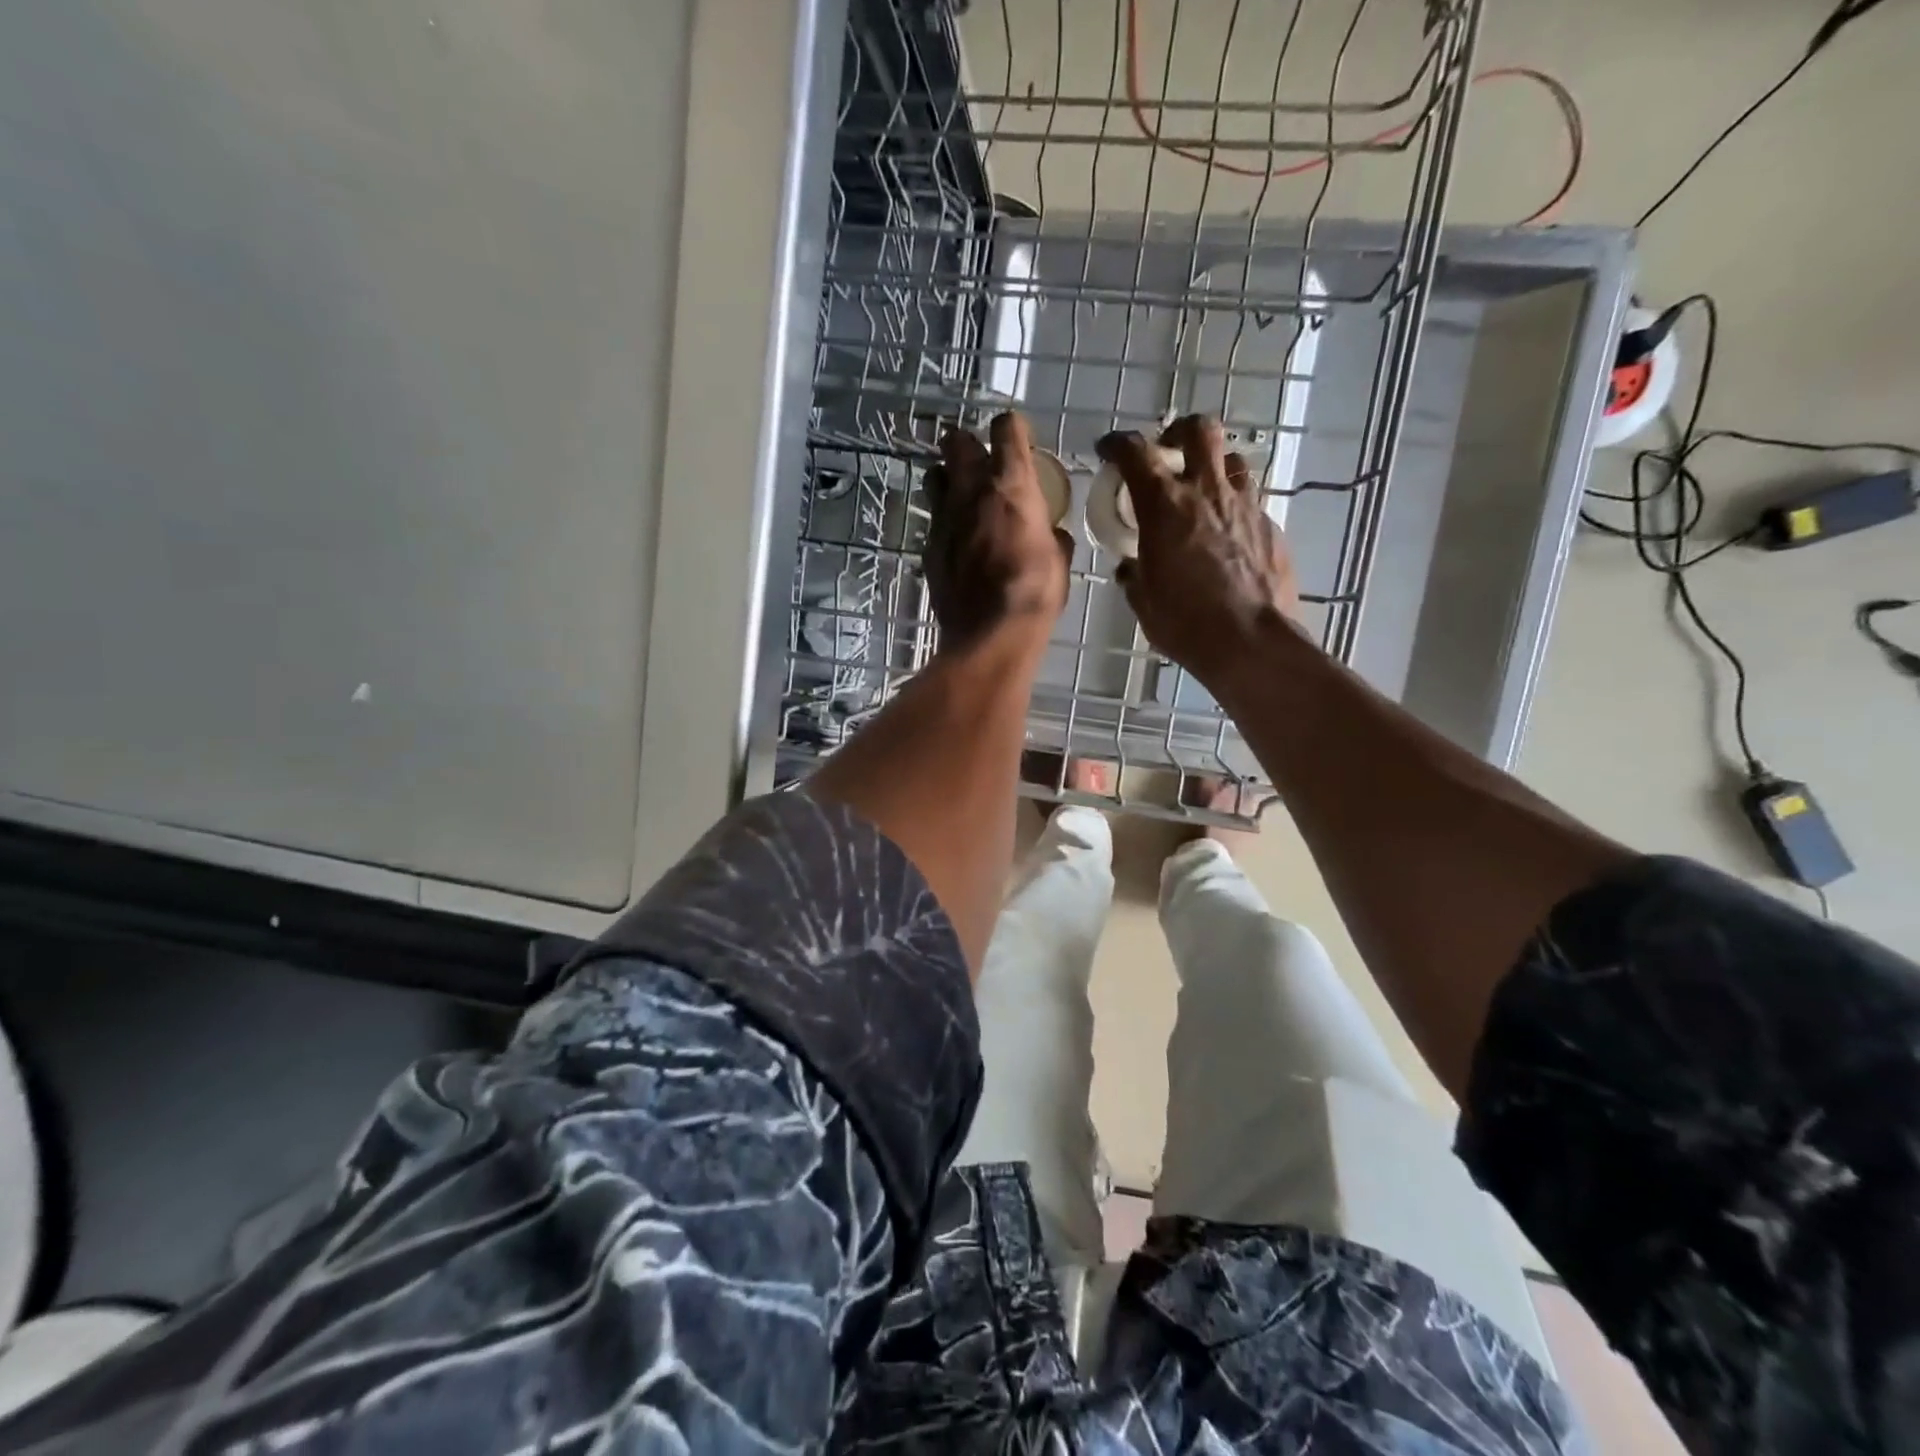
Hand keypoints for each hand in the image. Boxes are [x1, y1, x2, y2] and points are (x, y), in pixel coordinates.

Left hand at [924, 412, 1072, 646]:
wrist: (991, 634)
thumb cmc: (1035, 592)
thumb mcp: (1059, 560)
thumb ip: (1052, 535)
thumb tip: (1051, 534)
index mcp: (1012, 485)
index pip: (1006, 428)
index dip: (1011, 428)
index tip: (1017, 437)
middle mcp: (972, 491)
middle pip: (956, 441)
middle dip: (966, 444)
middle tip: (979, 460)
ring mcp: (944, 518)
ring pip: (935, 477)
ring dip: (948, 480)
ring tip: (962, 497)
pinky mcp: (929, 548)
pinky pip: (934, 522)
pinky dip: (945, 524)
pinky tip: (957, 542)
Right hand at [1096, 415, 1300, 687]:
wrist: (1251, 641)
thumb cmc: (1185, 623)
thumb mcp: (1144, 601)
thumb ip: (1133, 574)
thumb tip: (1130, 566)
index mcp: (1164, 506)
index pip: (1136, 453)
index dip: (1118, 444)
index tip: (1109, 450)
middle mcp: (1207, 492)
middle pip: (1200, 430)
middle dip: (1180, 432)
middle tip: (1168, 451)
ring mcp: (1245, 506)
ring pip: (1232, 461)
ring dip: (1213, 468)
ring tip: (1202, 492)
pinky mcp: (1271, 526)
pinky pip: (1250, 501)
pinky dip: (1233, 507)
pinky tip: (1227, 534)